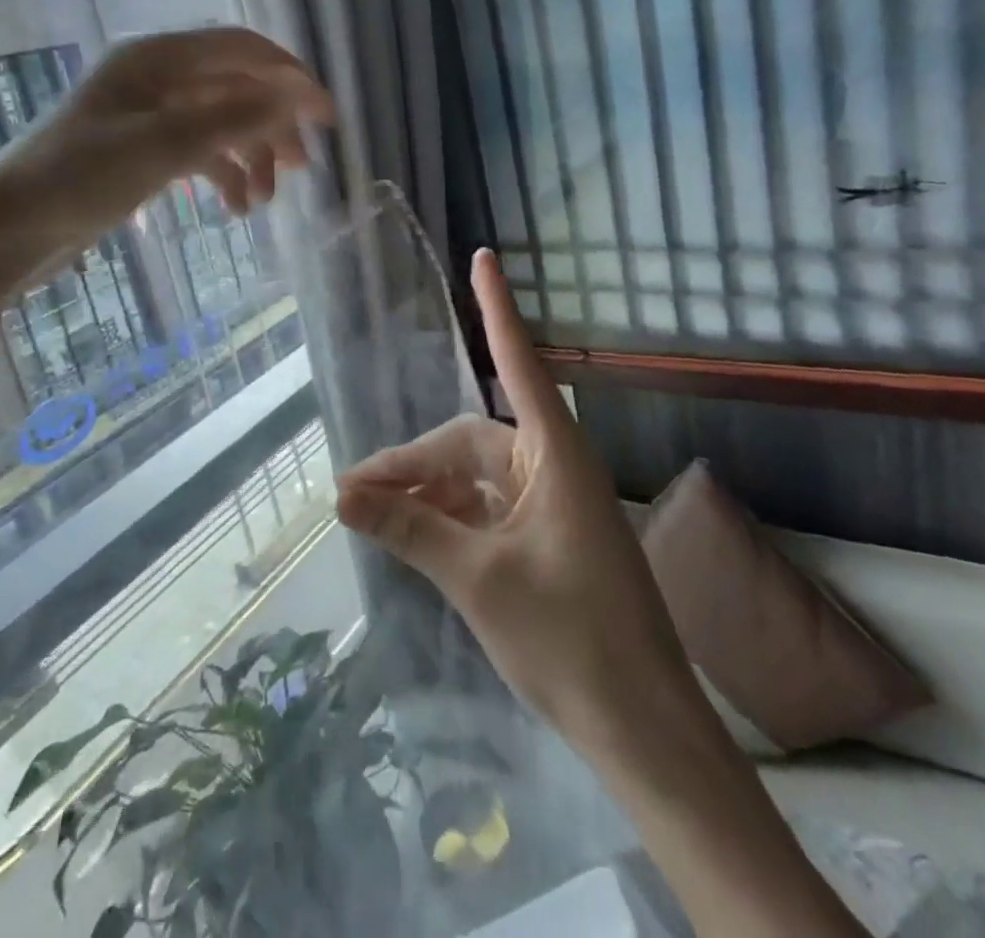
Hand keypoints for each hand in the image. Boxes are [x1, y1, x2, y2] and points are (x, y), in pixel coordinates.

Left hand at [0, 26, 333, 268]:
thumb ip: (234, 119)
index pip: (243, 50)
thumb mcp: (164, 147)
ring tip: (264, 202)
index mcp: (159, 59)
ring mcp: (149, 114)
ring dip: (250, 158)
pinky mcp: (143, 148)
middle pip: (236, 88)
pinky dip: (223, 175)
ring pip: (221, 123)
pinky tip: (235, 209)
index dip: (290, 78)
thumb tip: (297, 97)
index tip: (326, 118)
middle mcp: (157, 77)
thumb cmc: (80, 178)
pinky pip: (199, 151)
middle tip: (303, 167)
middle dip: (273, 127)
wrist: (11, 226)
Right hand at [335, 249, 698, 748]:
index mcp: (554, 454)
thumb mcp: (477, 579)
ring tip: (372, 519)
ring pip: (472, 480)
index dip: (496, 308)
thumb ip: (408, 529)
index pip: (516, 361)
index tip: (484, 257)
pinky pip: (485, 511)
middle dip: (412, 464)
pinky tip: (412, 539)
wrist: (643, 728)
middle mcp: (552, 467)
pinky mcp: (547, 539)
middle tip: (354, 495)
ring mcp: (551, 505)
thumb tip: (341, 494)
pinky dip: (448, 520)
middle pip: (469, 443)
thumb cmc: (570, 638)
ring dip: (425, 495)